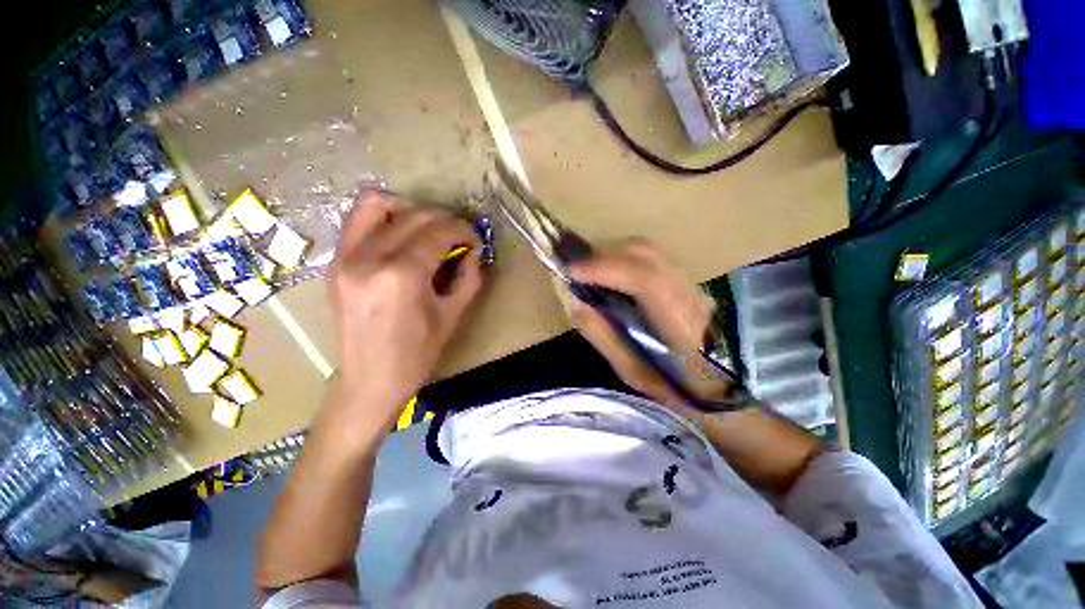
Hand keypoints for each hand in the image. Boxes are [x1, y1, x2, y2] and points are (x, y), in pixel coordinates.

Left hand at [323, 190, 483, 437]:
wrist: (370, 380)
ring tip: (427, 227)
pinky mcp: (335, 262)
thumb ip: (468, 275)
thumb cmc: (418, 354)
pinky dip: (383, 216)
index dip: (463, 230)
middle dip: (444, 219)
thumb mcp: (453, 314)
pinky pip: (357, 220)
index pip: (438, 232)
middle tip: (458, 236)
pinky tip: (402, 234)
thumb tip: (473, 249)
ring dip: (409, 208)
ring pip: (376, 203)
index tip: (475, 240)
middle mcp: (368, 258)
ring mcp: (344, 257)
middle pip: (412, 215)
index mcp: (402, 276)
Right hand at [569, 238, 728, 410]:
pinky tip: (610, 269)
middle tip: (576, 267)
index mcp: (680, 325)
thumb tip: (576, 302)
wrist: (716, 386)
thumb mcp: (631, 371)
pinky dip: (625, 256)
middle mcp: (690, 295)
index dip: (607, 268)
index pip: (645, 279)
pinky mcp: (688, 280)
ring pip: (649, 250)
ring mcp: (692, 284)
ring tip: (589, 267)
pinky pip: (651, 256)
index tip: (573, 270)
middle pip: (646, 254)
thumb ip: (602, 335)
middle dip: (604, 254)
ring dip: (614, 252)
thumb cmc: (672, 386)